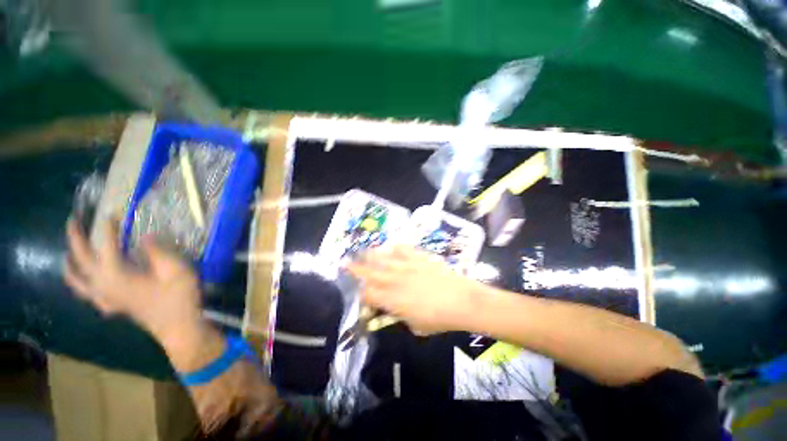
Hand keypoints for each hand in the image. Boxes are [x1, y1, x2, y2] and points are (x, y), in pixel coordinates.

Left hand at [63, 218, 202, 343]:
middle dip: (75, 238)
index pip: (107, 245)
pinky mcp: (113, 307)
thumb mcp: (175, 270)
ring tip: (66, 255)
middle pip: (81, 260)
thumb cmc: (179, 297)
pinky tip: (88, 284)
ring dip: (70, 266)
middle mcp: (103, 286)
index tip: (112, 212)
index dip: (108, 227)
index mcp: (116, 275)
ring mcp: (106, 298)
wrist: (179, 327)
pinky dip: (82, 287)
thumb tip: (144, 236)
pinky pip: (89, 295)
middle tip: (73, 221)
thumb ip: (157, 251)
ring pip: (77, 282)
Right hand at [347, 245, 483, 334]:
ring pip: (383, 258)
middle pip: (370, 273)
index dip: (362, 295)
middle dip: (355, 268)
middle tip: (345, 262)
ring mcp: (407, 266)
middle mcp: (395, 280)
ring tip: (363, 251)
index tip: (362, 295)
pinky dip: (394, 247)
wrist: (462, 300)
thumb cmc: (439, 319)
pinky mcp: (419, 257)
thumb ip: (400, 316)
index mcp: (393, 300)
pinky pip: (403, 248)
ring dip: (371, 255)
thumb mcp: (416, 325)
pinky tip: (390, 245)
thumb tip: (392, 310)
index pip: (369, 295)